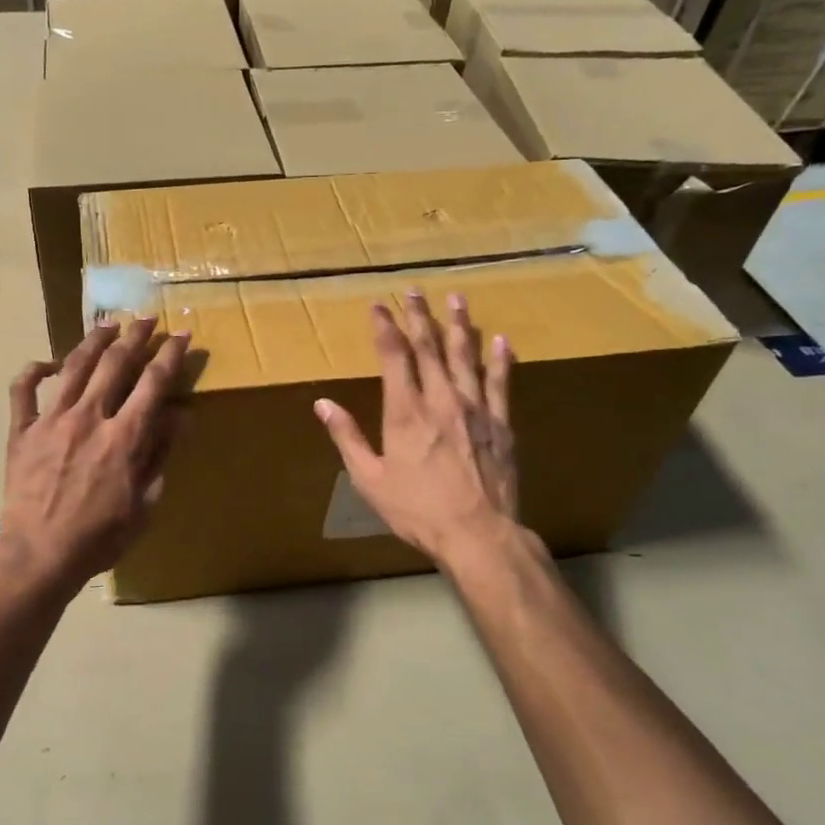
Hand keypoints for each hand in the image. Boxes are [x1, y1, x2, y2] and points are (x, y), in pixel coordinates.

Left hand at [0, 318, 190, 596]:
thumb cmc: (100, 536)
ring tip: (108, 324)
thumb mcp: (144, 503)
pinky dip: (34, 371)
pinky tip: (47, 363)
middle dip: (135, 336)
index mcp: (123, 437)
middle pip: (115, 364)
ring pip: (74, 366)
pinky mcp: (21, 431)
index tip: (181, 334)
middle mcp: (89, 417)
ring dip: (93, 340)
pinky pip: (23, 390)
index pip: (153, 383)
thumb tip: (182, 415)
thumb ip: (161, 454)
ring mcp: (51, 420)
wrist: (40, 555)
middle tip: (146, 319)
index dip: (170, 355)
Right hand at [313, 291, 525, 568]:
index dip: (385, 327)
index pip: (394, 356)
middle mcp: (441, 399)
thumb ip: (347, 437)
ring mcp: (476, 409)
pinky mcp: (501, 423)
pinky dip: (500, 359)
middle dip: (419, 316)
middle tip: (414, 290)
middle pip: (430, 347)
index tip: (378, 306)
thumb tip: (322, 404)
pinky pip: (501, 382)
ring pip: (466, 356)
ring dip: (460, 325)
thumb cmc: (417, 509)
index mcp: (406, 412)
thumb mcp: (369, 479)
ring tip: (457, 298)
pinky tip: (500, 340)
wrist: (478, 534)